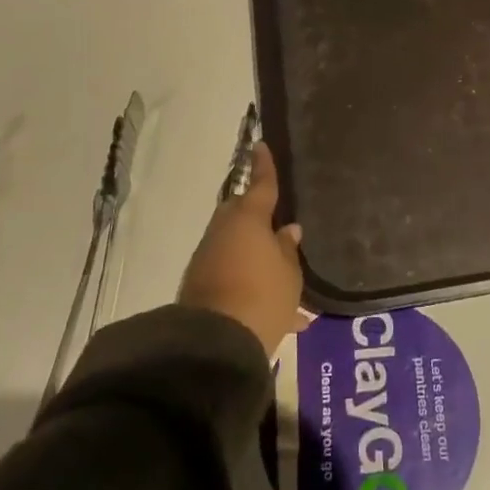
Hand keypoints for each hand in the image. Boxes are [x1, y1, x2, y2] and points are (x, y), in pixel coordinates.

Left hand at [178, 141, 306, 355]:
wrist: (215, 344)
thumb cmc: (263, 296)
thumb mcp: (290, 274)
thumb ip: (288, 249)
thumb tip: (287, 230)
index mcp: (249, 219)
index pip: (261, 184)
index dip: (264, 166)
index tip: (259, 145)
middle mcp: (224, 232)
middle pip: (242, 215)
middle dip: (258, 217)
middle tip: (278, 223)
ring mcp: (208, 259)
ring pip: (236, 247)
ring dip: (255, 255)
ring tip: (284, 277)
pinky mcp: (200, 287)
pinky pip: (231, 274)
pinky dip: (249, 283)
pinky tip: (281, 315)